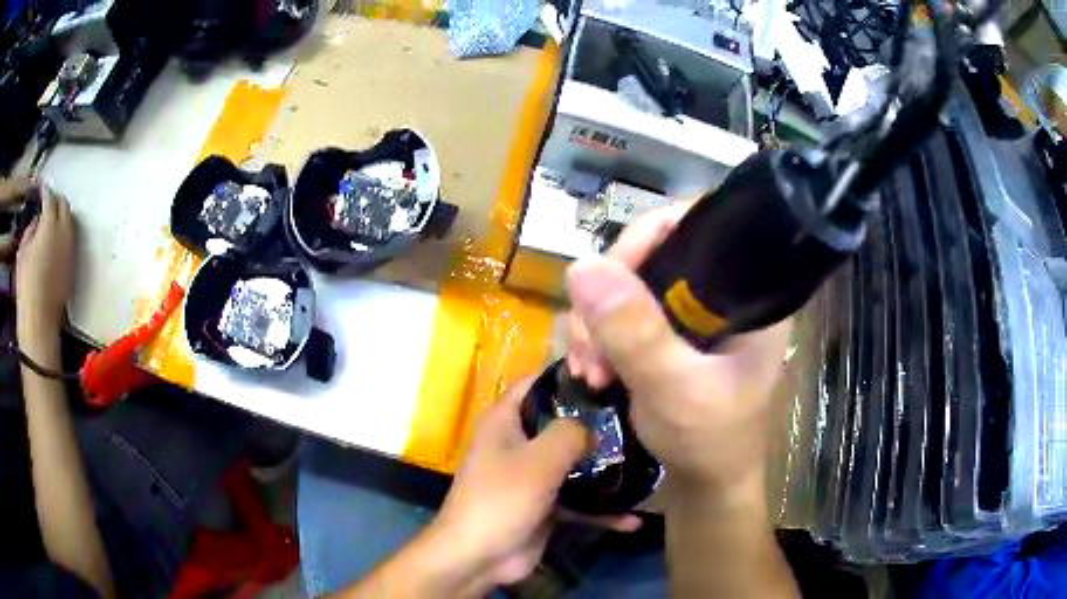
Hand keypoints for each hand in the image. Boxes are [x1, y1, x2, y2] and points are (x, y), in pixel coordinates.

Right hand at [16, 185, 75, 337]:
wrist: (39, 321)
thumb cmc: (26, 285)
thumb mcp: (22, 251)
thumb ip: (31, 229)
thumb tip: (37, 221)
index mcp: (50, 223)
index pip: (50, 197)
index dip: (45, 189)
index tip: (40, 186)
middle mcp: (65, 231)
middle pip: (64, 205)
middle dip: (56, 199)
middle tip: (47, 201)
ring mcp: (71, 248)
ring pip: (70, 221)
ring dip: (61, 215)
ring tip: (51, 219)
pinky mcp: (73, 265)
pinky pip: (71, 239)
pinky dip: (64, 232)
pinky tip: (55, 239)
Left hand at [426, 379, 637, 591]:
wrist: (478, 557)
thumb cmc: (502, 498)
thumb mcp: (540, 459)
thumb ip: (571, 432)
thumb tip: (595, 424)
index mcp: (506, 421)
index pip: (538, 383)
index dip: (570, 377)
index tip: (611, 378)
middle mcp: (518, 443)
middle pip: (562, 424)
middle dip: (598, 426)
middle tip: (638, 422)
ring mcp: (532, 476)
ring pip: (574, 464)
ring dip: (605, 471)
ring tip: (645, 466)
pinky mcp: (544, 506)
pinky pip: (577, 502)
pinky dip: (600, 511)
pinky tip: (632, 519)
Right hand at [565, 205, 791, 493]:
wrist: (705, 485)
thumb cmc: (709, 442)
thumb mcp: (675, 390)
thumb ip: (636, 333)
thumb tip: (582, 265)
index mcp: (749, 291)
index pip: (700, 226)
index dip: (648, 237)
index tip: (609, 278)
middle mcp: (722, 292)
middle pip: (654, 253)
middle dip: (609, 295)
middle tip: (588, 344)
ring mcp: (693, 313)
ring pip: (629, 284)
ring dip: (595, 322)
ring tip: (588, 370)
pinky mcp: (669, 333)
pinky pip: (621, 313)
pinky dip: (598, 336)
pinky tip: (590, 369)